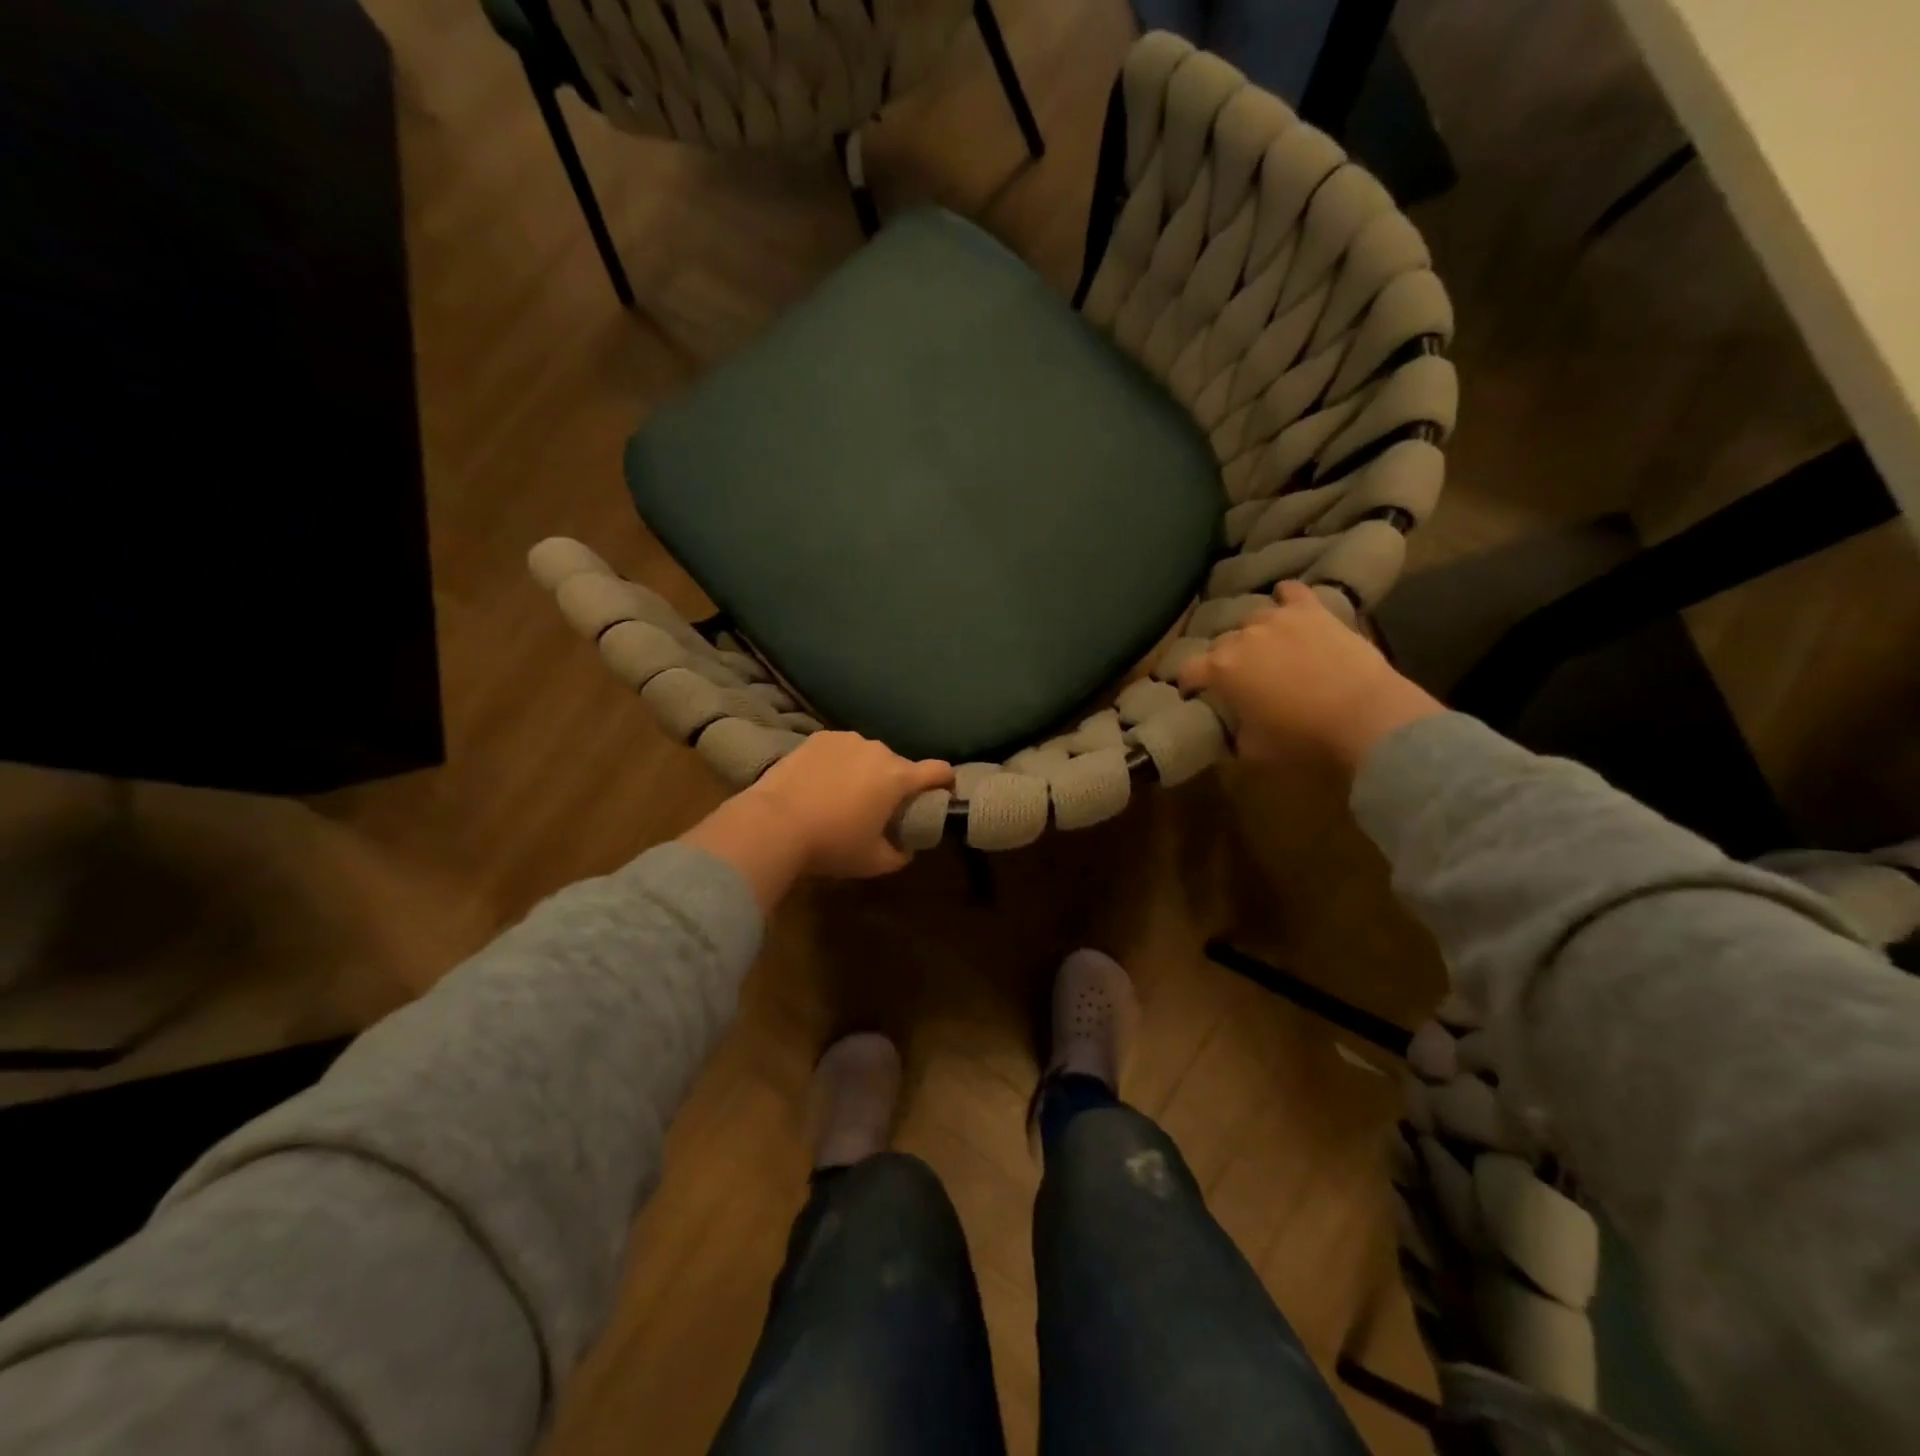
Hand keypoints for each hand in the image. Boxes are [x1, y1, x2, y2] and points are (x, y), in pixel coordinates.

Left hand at [682, 732, 952, 907]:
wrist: (773, 823)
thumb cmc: (831, 844)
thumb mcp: (873, 862)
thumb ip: (900, 854)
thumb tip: (906, 848)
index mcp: (898, 777)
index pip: (939, 770)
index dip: (946, 782)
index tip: (942, 794)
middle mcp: (878, 750)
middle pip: (899, 765)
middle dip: (896, 784)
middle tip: (880, 808)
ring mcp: (846, 740)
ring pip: (868, 756)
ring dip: (866, 771)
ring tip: (845, 795)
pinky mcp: (818, 738)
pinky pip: (840, 750)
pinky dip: (838, 763)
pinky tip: (821, 784)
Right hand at [1178, 581, 1443, 772]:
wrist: (1366, 717)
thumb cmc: (1303, 740)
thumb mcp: (1253, 751)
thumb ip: (1233, 734)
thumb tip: (1230, 730)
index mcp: (1221, 670)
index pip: (1188, 670)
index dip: (1187, 683)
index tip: (1193, 695)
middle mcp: (1242, 637)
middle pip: (1221, 644)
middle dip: (1223, 661)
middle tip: (1238, 680)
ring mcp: (1277, 618)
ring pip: (1252, 619)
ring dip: (1253, 634)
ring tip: (1265, 648)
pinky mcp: (1312, 611)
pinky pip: (1290, 592)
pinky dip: (1285, 598)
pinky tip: (1287, 604)